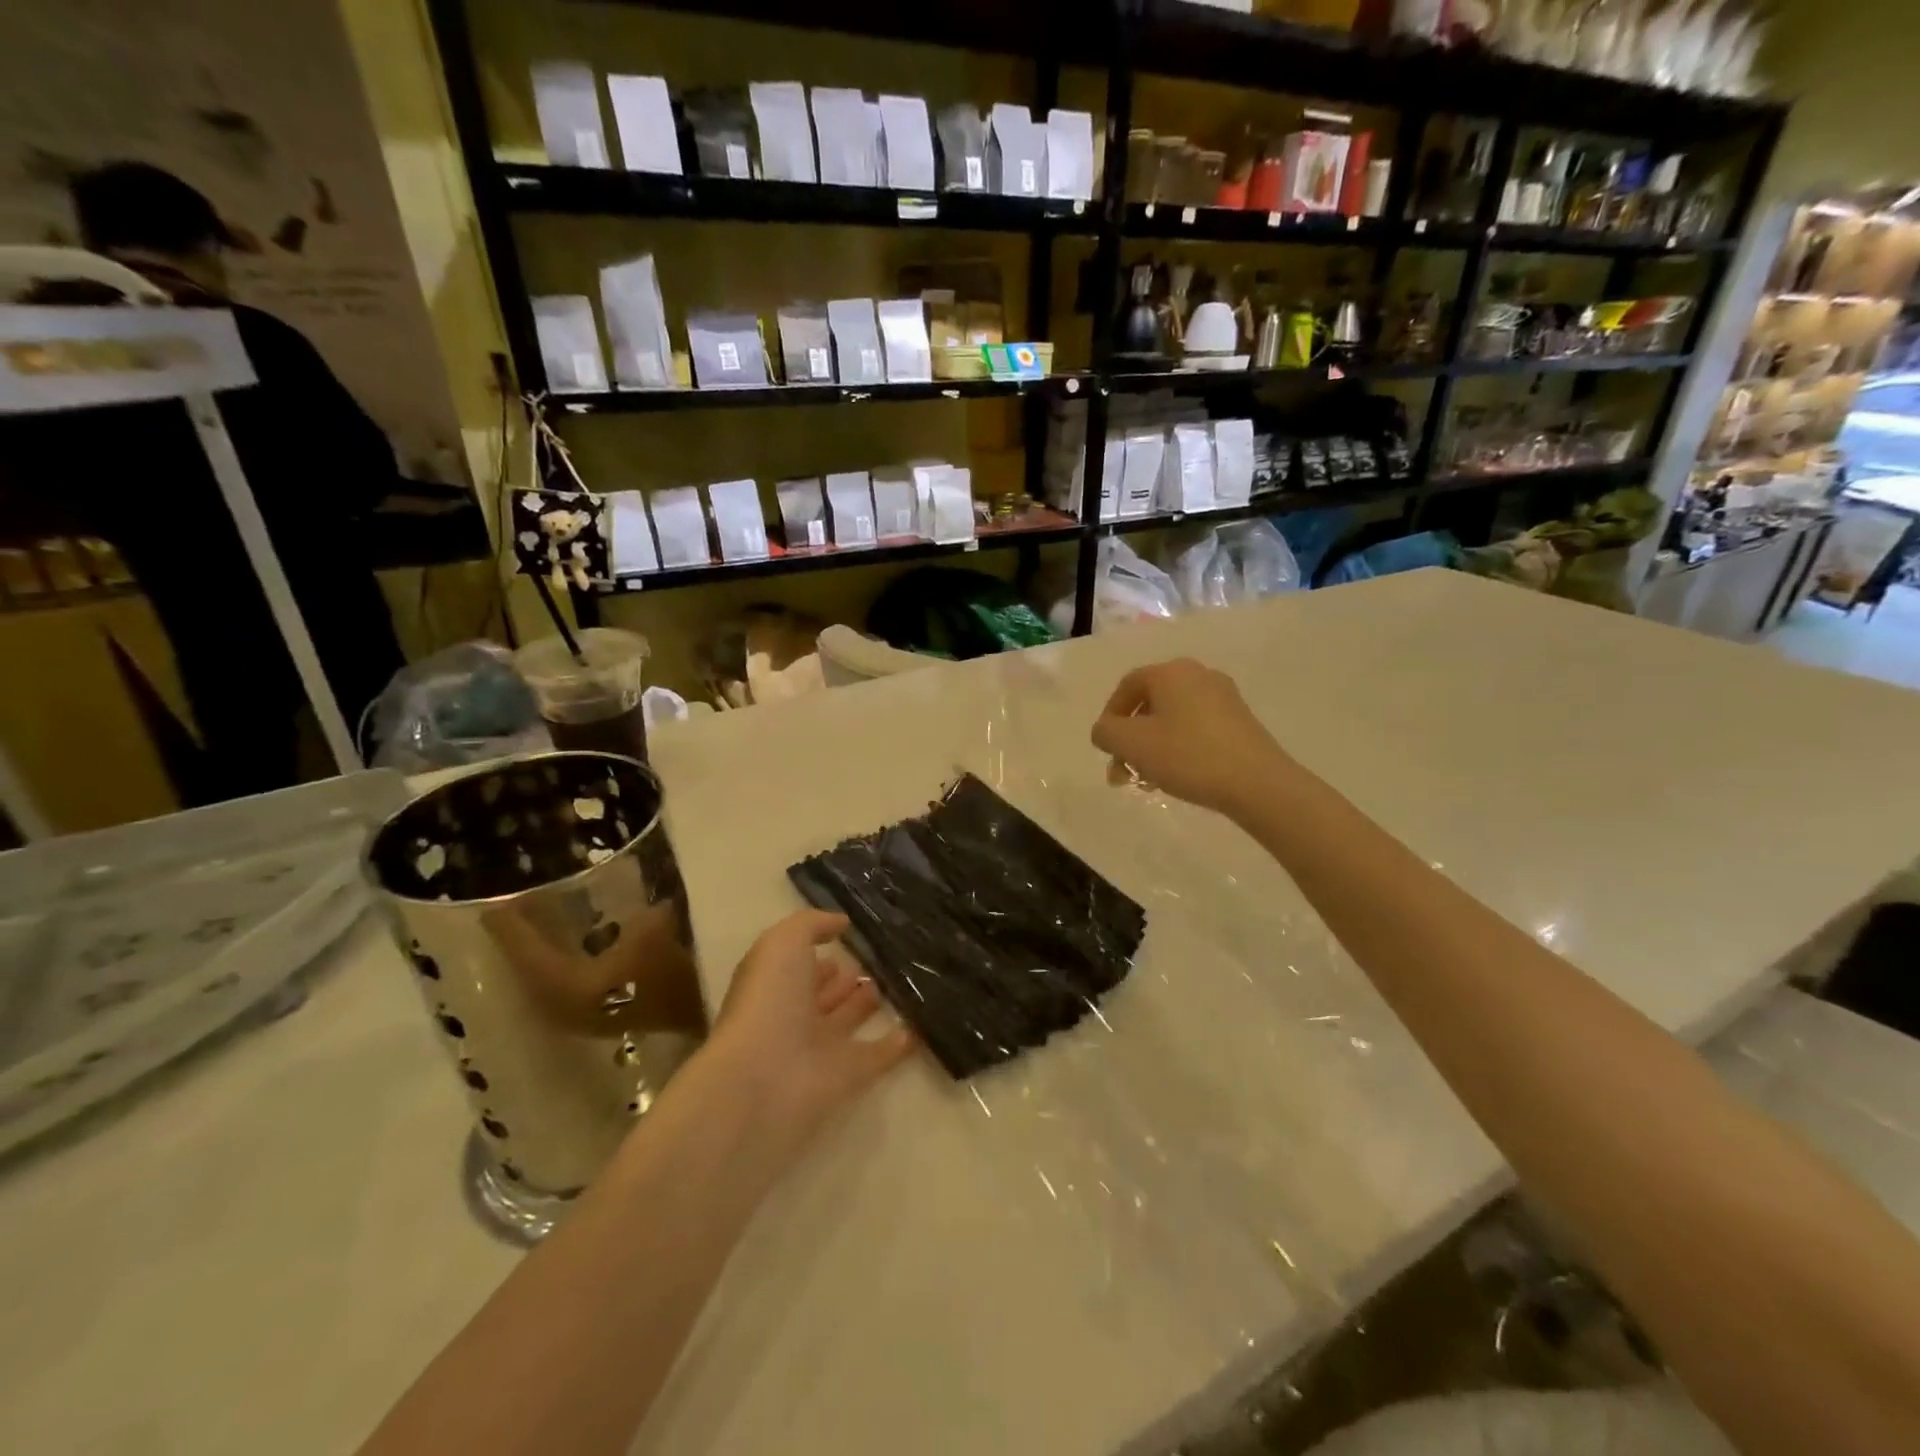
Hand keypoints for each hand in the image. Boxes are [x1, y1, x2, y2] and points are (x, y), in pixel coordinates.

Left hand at [704, 910, 914, 1154]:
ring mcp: (821, 1047)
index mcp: (776, 983)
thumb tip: (841, 923)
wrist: (763, 1078)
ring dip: (869, 1004)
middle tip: (882, 959)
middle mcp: (796, 1014)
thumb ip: (811, 925)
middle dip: (847, 977)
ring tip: (903, 981)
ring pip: (849, 1019)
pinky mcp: (848, 1076)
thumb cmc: (769, 1000)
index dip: (819, 951)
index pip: (800, 964)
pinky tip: (920, 1026)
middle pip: (825, 993)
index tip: (851, 935)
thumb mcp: (783, 943)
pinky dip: (897, 1044)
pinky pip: (877, 1056)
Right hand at [1091, 658, 1291, 817]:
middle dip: (1130, 740)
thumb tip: (1107, 731)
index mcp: (1171, 672)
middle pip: (1150, 705)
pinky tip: (1176, 777)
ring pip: (1172, 720)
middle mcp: (1198, 675)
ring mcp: (1223, 698)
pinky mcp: (1240, 722)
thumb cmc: (1187, 756)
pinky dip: (1178, 749)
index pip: (1127, 686)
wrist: (1257, 783)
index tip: (1106, 749)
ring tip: (1148, 781)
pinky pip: (1195, 729)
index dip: (1109, 717)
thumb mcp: (1131, 744)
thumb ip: (1106, 732)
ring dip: (1151, 749)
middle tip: (1123, 773)